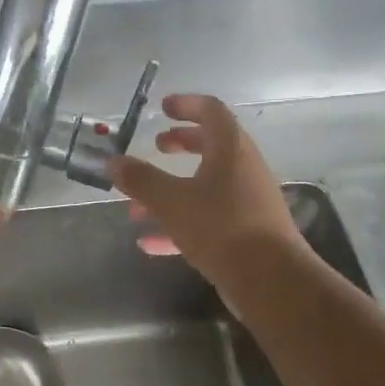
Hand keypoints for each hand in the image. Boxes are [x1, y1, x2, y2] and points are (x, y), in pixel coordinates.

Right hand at [109, 94, 306, 287]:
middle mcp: (243, 169)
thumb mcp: (171, 201)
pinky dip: (180, 223)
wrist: (271, 281)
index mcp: (231, 149)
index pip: (212, 111)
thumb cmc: (221, 227)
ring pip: (206, 186)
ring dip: (172, 190)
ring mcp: (247, 202)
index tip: (162, 108)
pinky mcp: (245, 233)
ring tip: (137, 205)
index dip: (186, 104)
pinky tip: (149, 243)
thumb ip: (140, 180)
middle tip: (157, 147)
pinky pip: (208, 218)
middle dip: (181, 144)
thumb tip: (113, 162)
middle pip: (212, 145)